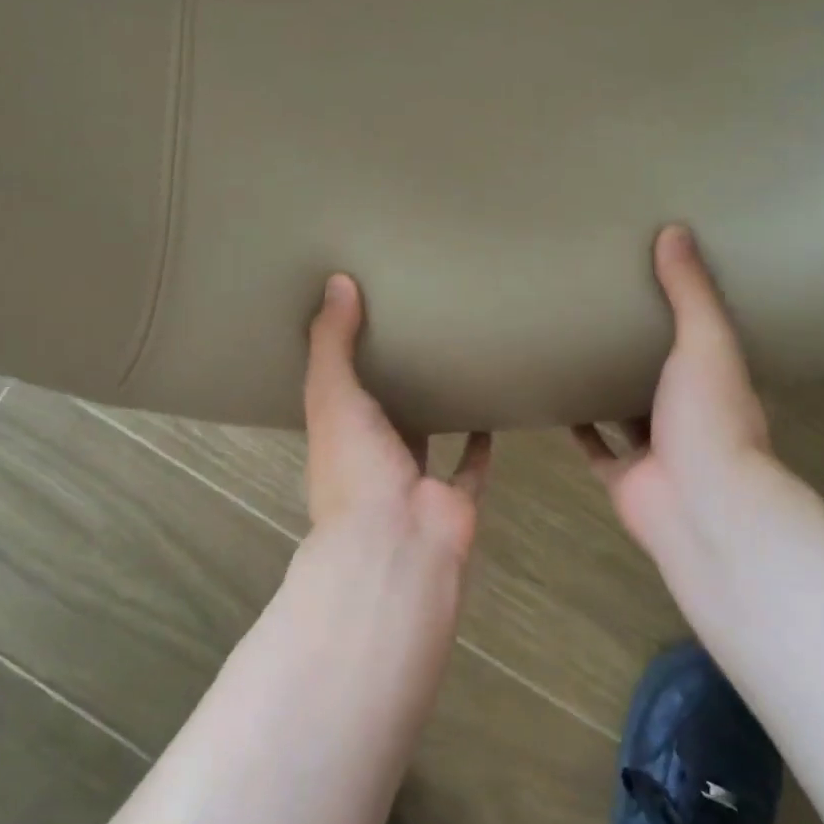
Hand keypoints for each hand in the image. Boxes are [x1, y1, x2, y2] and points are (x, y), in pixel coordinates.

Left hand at [300, 273, 491, 585]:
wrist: (397, 542)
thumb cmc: (354, 466)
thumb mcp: (331, 394)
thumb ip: (332, 342)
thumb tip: (337, 281)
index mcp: (336, 439)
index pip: (336, 394)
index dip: (343, 363)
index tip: (358, 323)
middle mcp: (372, 461)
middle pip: (383, 416)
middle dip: (394, 384)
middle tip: (416, 334)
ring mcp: (414, 481)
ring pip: (426, 438)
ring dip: (437, 411)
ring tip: (454, 365)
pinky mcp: (455, 497)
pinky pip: (471, 466)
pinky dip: (480, 443)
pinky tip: (492, 407)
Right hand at [575, 226, 779, 576]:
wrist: (699, 504)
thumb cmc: (710, 416)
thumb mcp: (706, 341)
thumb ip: (690, 292)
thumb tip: (675, 231)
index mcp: (716, 381)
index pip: (700, 339)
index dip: (680, 313)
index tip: (653, 280)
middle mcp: (688, 415)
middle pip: (659, 376)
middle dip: (636, 349)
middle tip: (599, 309)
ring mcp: (654, 450)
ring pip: (625, 413)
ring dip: (605, 388)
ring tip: (571, 348)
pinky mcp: (622, 476)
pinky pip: (593, 446)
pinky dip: (576, 426)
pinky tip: (551, 398)